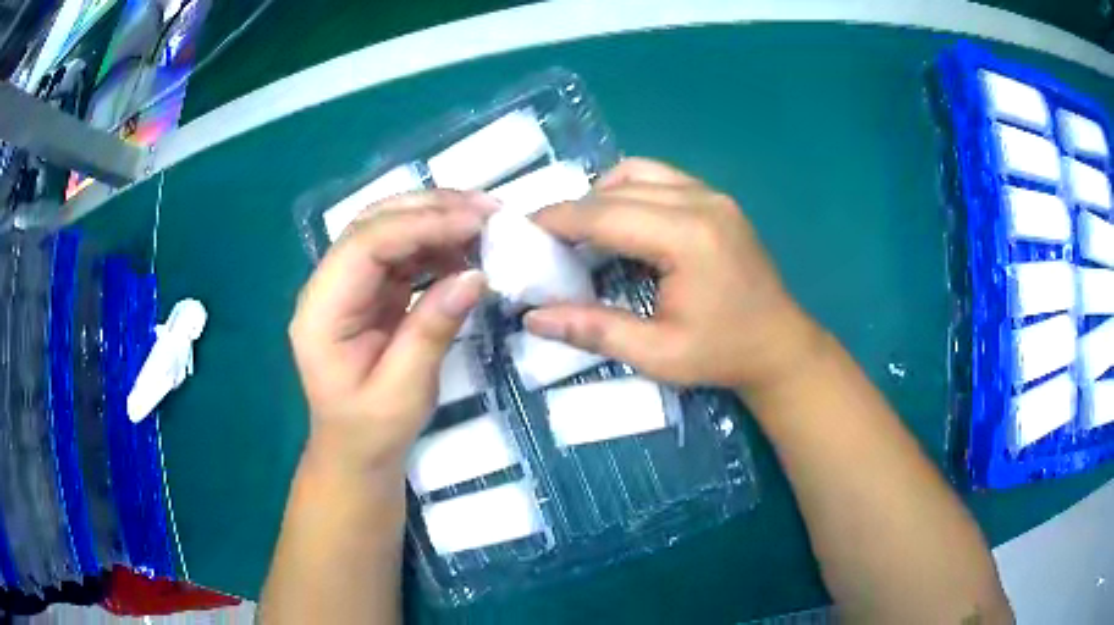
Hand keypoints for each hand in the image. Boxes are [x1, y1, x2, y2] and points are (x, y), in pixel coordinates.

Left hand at [289, 190, 492, 473]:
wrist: (355, 452)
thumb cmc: (372, 431)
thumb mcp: (404, 390)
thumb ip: (432, 329)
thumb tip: (475, 275)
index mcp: (321, 312)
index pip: (365, 245)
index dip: (421, 225)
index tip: (476, 224)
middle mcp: (328, 287)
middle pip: (373, 224)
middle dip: (430, 208)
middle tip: (488, 211)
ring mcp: (348, 285)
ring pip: (388, 229)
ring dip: (436, 219)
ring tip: (485, 223)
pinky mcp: (369, 291)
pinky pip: (401, 253)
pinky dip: (436, 244)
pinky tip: (466, 249)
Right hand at [526, 158, 822, 392]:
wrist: (779, 345)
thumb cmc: (721, 355)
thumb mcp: (656, 354)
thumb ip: (594, 330)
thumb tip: (533, 317)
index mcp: (688, 238)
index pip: (605, 215)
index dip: (558, 220)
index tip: (522, 231)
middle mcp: (701, 202)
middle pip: (617, 189)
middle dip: (574, 209)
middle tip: (544, 239)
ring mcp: (713, 195)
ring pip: (638, 173)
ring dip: (602, 195)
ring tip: (584, 232)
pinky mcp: (717, 199)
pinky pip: (660, 178)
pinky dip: (630, 191)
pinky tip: (622, 223)